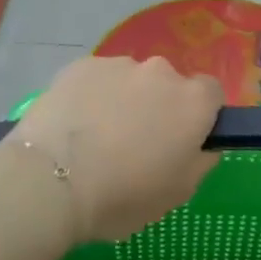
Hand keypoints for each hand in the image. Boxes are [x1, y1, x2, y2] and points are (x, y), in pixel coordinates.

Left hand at [11, 56, 221, 242]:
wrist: (49, 182)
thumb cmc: (123, 195)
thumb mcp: (179, 193)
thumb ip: (202, 160)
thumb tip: (203, 143)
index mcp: (193, 101)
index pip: (211, 93)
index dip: (200, 116)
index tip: (182, 140)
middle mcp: (161, 72)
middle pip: (168, 85)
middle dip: (158, 107)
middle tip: (136, 144)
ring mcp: (118, 64)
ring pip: (130, 81)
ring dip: (123, 100)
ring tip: (96, 138)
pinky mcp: (80, 65)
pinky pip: (96, 80)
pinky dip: (91, 97)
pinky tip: (73, 126)